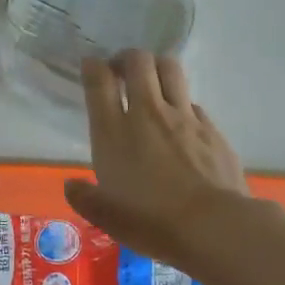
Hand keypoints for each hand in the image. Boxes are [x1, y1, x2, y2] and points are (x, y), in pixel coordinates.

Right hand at [64, 52, 251, 267]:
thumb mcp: (106, 217)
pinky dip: (182, 103)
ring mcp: (183, 117)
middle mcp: (147, 114)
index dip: (92, 67)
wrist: (212, 225)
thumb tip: (71, 185)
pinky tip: (180, 122)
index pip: (99, 82)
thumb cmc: (151, 222)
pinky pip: (192, 102)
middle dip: (127, 58)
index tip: (91, 66)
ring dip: (157, 67)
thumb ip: (84, 198)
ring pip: (170, 69)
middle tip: (121, 71)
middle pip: (138, 62)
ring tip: (152, 82)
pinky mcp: (211, 128)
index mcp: (113, 133)